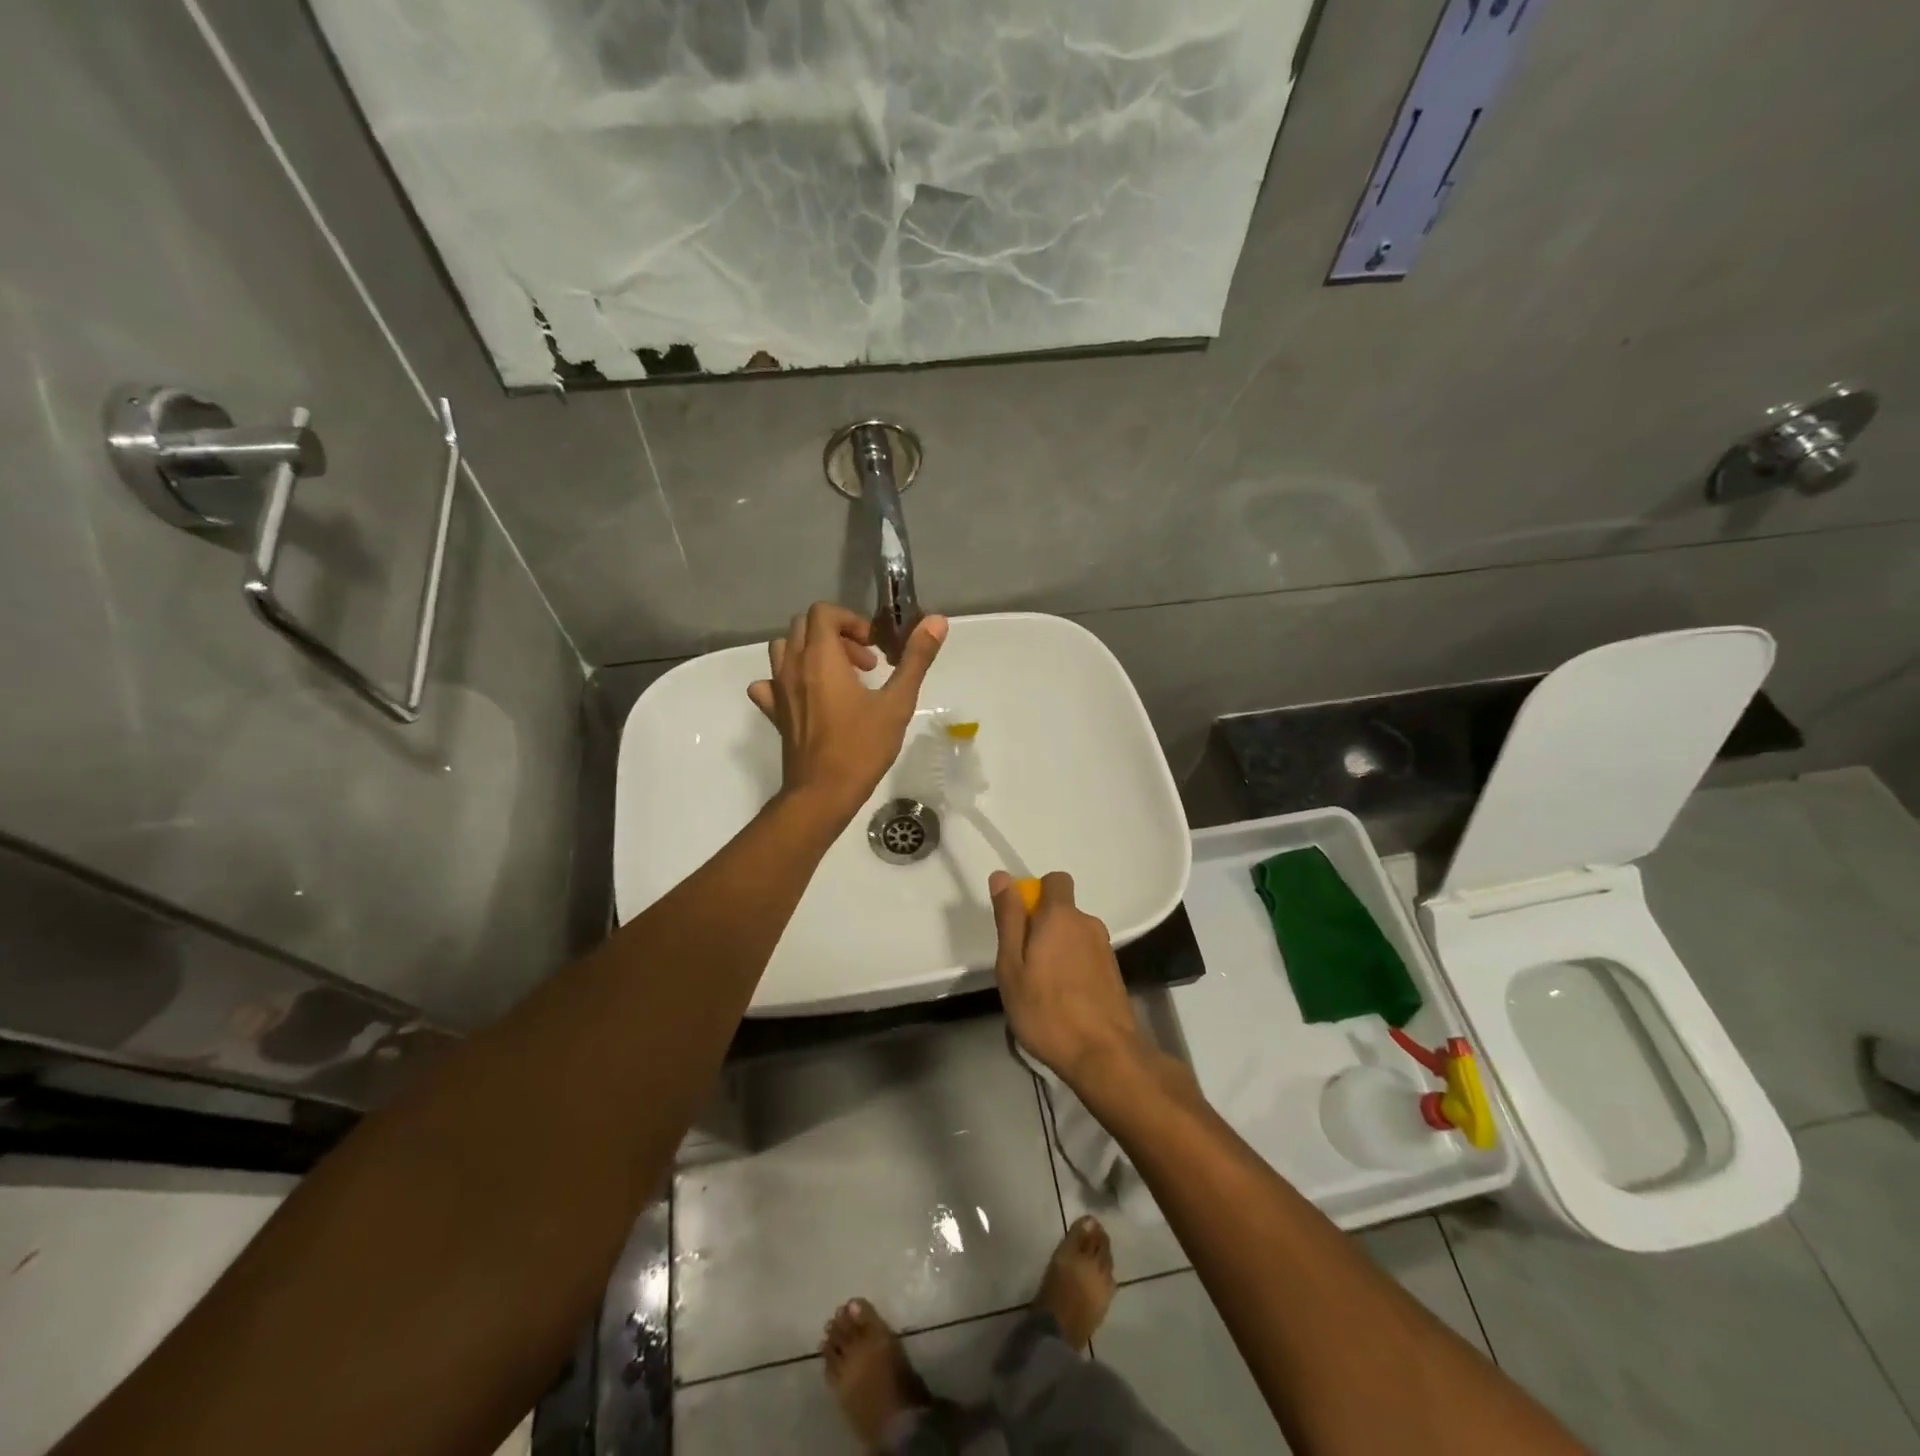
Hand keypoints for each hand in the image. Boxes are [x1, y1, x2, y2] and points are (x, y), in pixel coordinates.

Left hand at [748, 602, 946, 819]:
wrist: (823, 792)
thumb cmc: (862, 746)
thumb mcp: (897, 702)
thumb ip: (916, 659)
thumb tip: (937, 621)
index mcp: (821, 657)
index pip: (824, 612)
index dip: (851, 621)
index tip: (873, 647)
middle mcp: (793, 666)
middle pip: (804, 626)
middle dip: (836, 635)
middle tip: (863, 663)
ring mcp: (778, 689)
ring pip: (784, 649)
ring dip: (811, 651)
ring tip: (838, 676)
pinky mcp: (774, 712)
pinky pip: (769, 683)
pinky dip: (785, 680)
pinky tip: (805, 696)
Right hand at [990, 869, 1146, 1090]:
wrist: (1103, 1055)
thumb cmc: (1046, 1010)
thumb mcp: (1012, 965)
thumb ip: (1009, 918)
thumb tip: (1002, 876)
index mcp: (1062, 916)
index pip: (1055, 880)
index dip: (1036, 893)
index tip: (1020, 922)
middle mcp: (1088, 924)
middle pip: (1062, 911)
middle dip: (1042, 927)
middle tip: (1023, 965)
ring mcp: (1104, 949)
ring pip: (1074, 936)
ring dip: (1058, 951)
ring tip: (1041, 989)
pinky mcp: (1114, 973)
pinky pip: (1085, 957)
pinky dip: (1073, 969)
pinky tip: (1063, 1001)